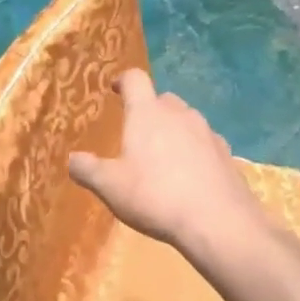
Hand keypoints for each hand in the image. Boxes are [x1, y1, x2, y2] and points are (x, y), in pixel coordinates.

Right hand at [67, 70, 266, 251]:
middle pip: (162, 99)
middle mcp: (179, 114)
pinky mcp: (226, 153)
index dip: (123, 80)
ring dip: (173, 130)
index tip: (115, 89)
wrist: (217, 221)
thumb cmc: (154, 196)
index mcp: (147, 113)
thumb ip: (87, 169)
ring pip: (186, 120)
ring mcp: (207, 132)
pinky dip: (194, 151)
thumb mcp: (109, 187)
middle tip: (137, 133)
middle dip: (149, 109)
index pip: (134, 79)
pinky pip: (204, 143)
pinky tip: (189, 176)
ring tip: (163, 158)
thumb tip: (73, 159)